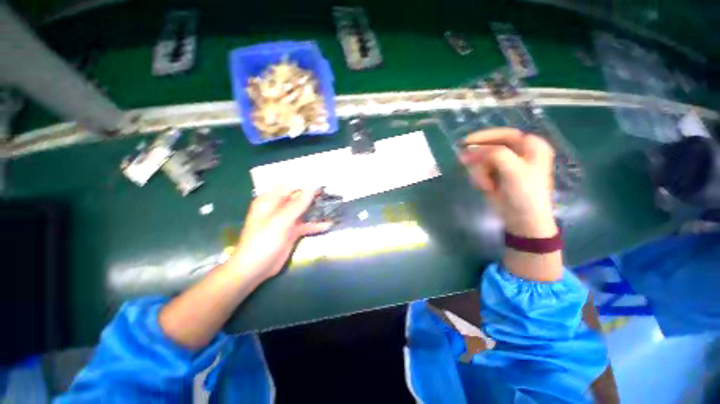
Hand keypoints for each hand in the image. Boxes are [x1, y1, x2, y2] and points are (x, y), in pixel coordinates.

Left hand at [228, 188, 331, 280]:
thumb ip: (297, 204)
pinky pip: (305, 225)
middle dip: (313, 197)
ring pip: (303, 211)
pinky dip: (315, 225)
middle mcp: (278, 208)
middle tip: (331, 195)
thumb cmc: (263, 241)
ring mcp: (285, 220)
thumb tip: (312, 187)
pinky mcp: (291, 232)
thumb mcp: (281, 221)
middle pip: (298, 198)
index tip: (323, 184)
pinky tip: (327, 225)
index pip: (290, 186)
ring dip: (316, 210)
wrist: (255, 269)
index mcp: (270, 200)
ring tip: (333, 207)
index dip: (306, 184)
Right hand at [459, 128, 556, 237]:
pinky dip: (479, 178)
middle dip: (479, 159)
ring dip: (479, 172)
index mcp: (530, 146)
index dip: (484, 136)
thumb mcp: (513, 170)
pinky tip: (486, 187)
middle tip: (464, 162)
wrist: (522, 219)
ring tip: (485, 185)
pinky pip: (479, 170)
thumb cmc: (525, 193)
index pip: (504, 134)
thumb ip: (496, 154)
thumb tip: (472, 149)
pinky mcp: (495, 175)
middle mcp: (518, 152)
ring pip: (481, 160)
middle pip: (489, 148)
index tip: (465, 142)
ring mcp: (505, 165)